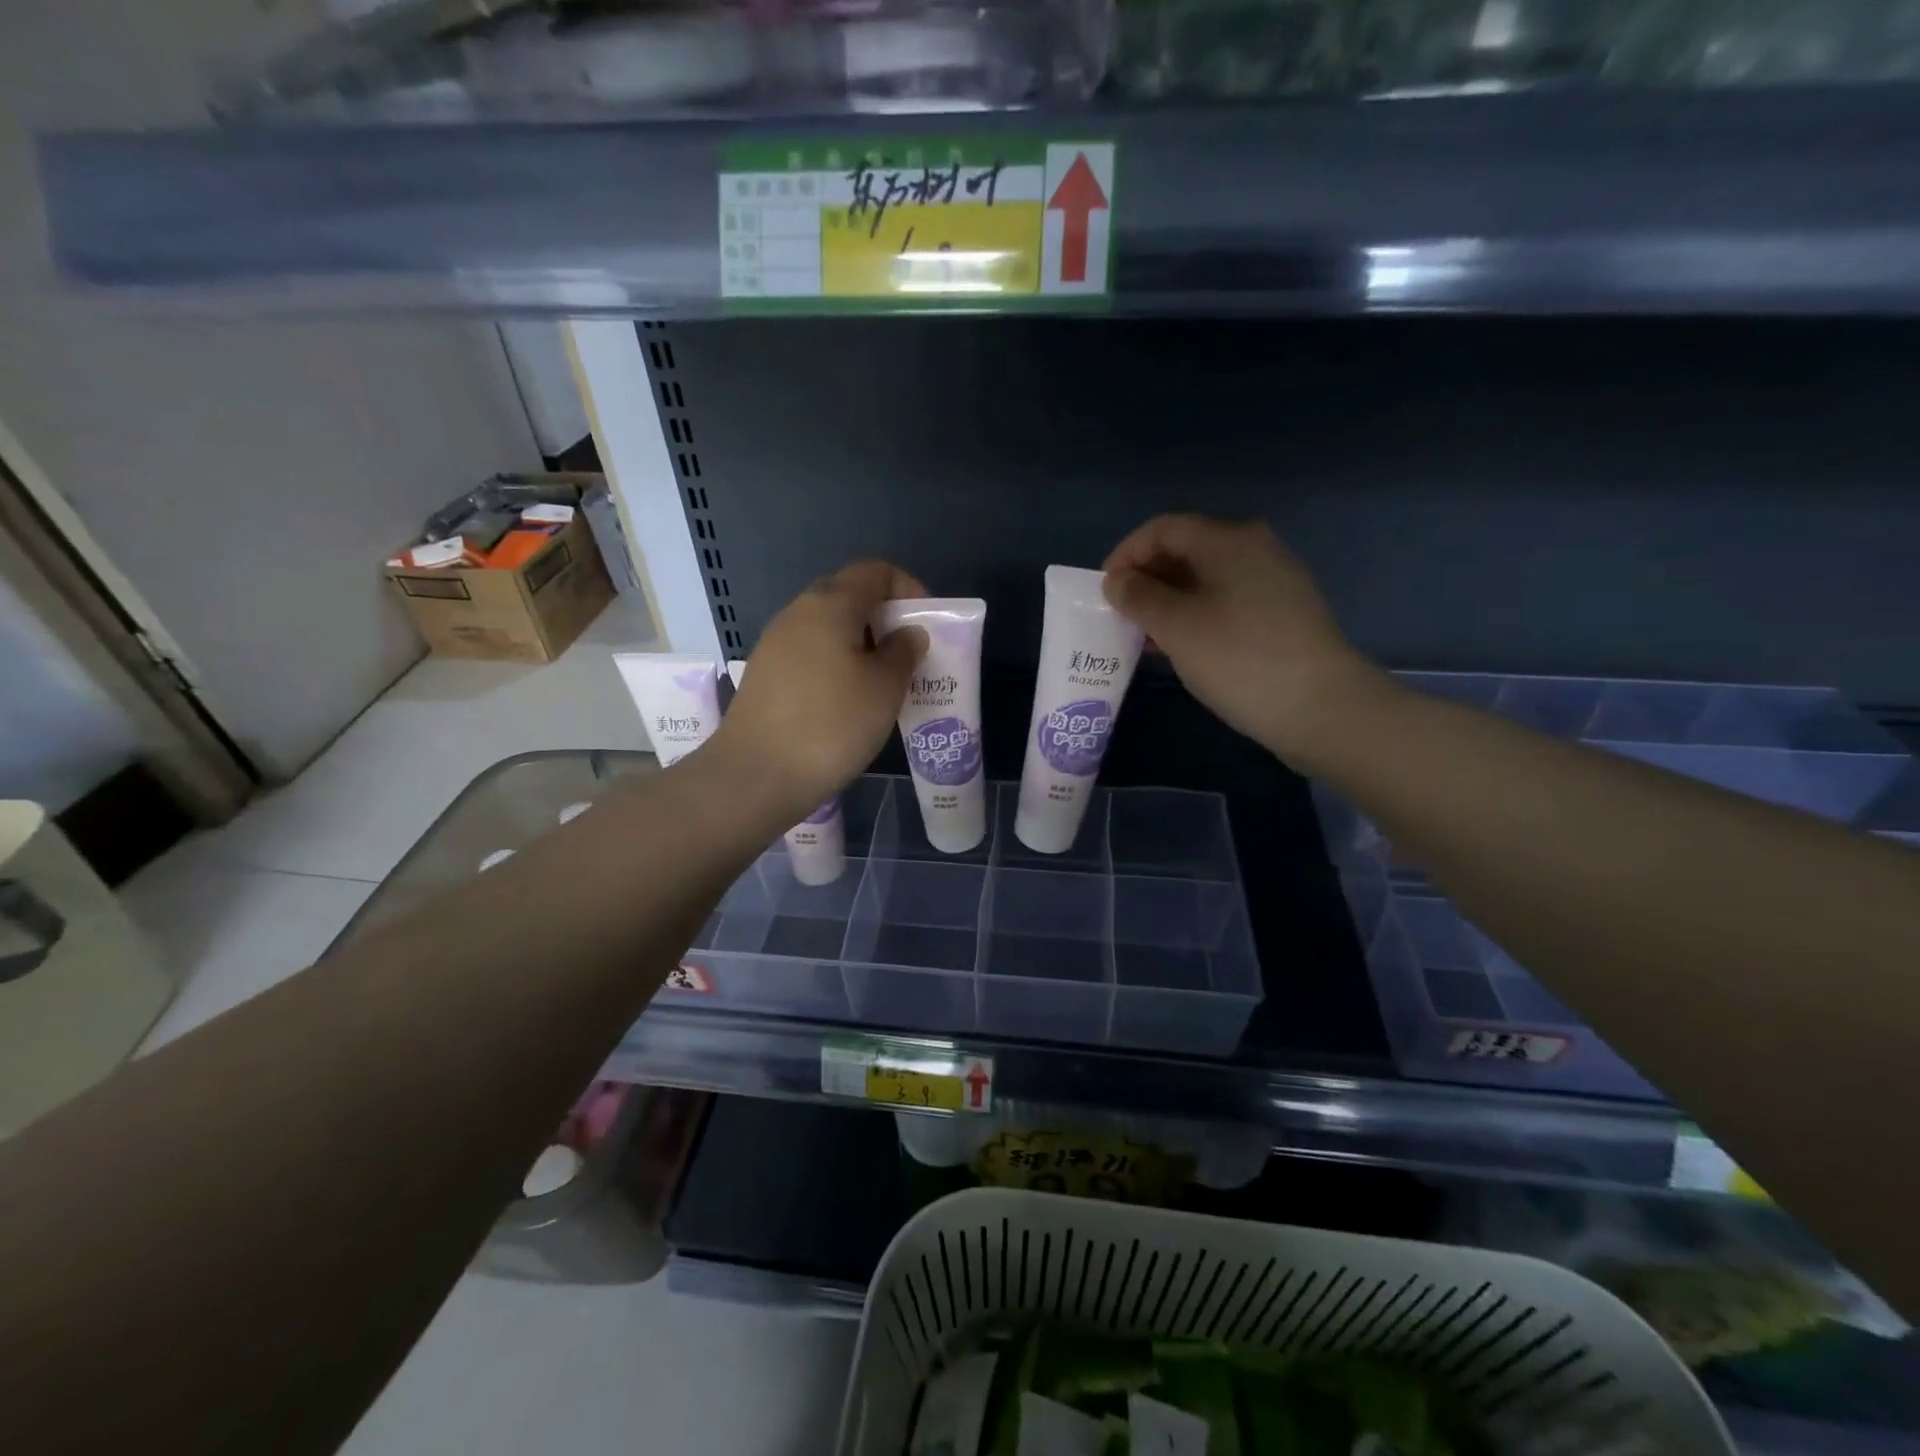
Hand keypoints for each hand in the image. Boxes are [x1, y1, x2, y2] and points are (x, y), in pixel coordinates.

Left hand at [710, 560, 927, 821]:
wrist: (757, 775)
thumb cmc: (832, 724)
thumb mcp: (884, 688)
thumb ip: (903, 652)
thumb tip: (907, 633)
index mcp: (830, 604)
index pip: (876, 572)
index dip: (908, 589)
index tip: (926, 626)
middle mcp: (798, 613)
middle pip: (849, 597)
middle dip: (885, 620)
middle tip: (909, 657)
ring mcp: (775, 644)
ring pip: (829, 629)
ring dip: (861, 646)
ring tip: (883, 684)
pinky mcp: (765, 675)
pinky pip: (811, 655)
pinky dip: (837, 666)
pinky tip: (847, 703)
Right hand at [1102, 515, 1388, 761]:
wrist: (1322, 707)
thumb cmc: (1239, 658)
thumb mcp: (1176, 627)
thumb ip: (1139, 597)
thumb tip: (1117, 580)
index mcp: (1227, 540)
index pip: (1163, 529)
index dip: (1126, 554)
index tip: (1104, 591)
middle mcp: (1254, 548)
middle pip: (1186, 549)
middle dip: (1146, 579)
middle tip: (1120, 616)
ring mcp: (1273, 580)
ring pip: (1205, 578)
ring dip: (1168, 601)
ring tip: (1143, 636)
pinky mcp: (1282, 612)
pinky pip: (1226, 600)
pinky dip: (1195, 615)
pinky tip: (1181, 647)